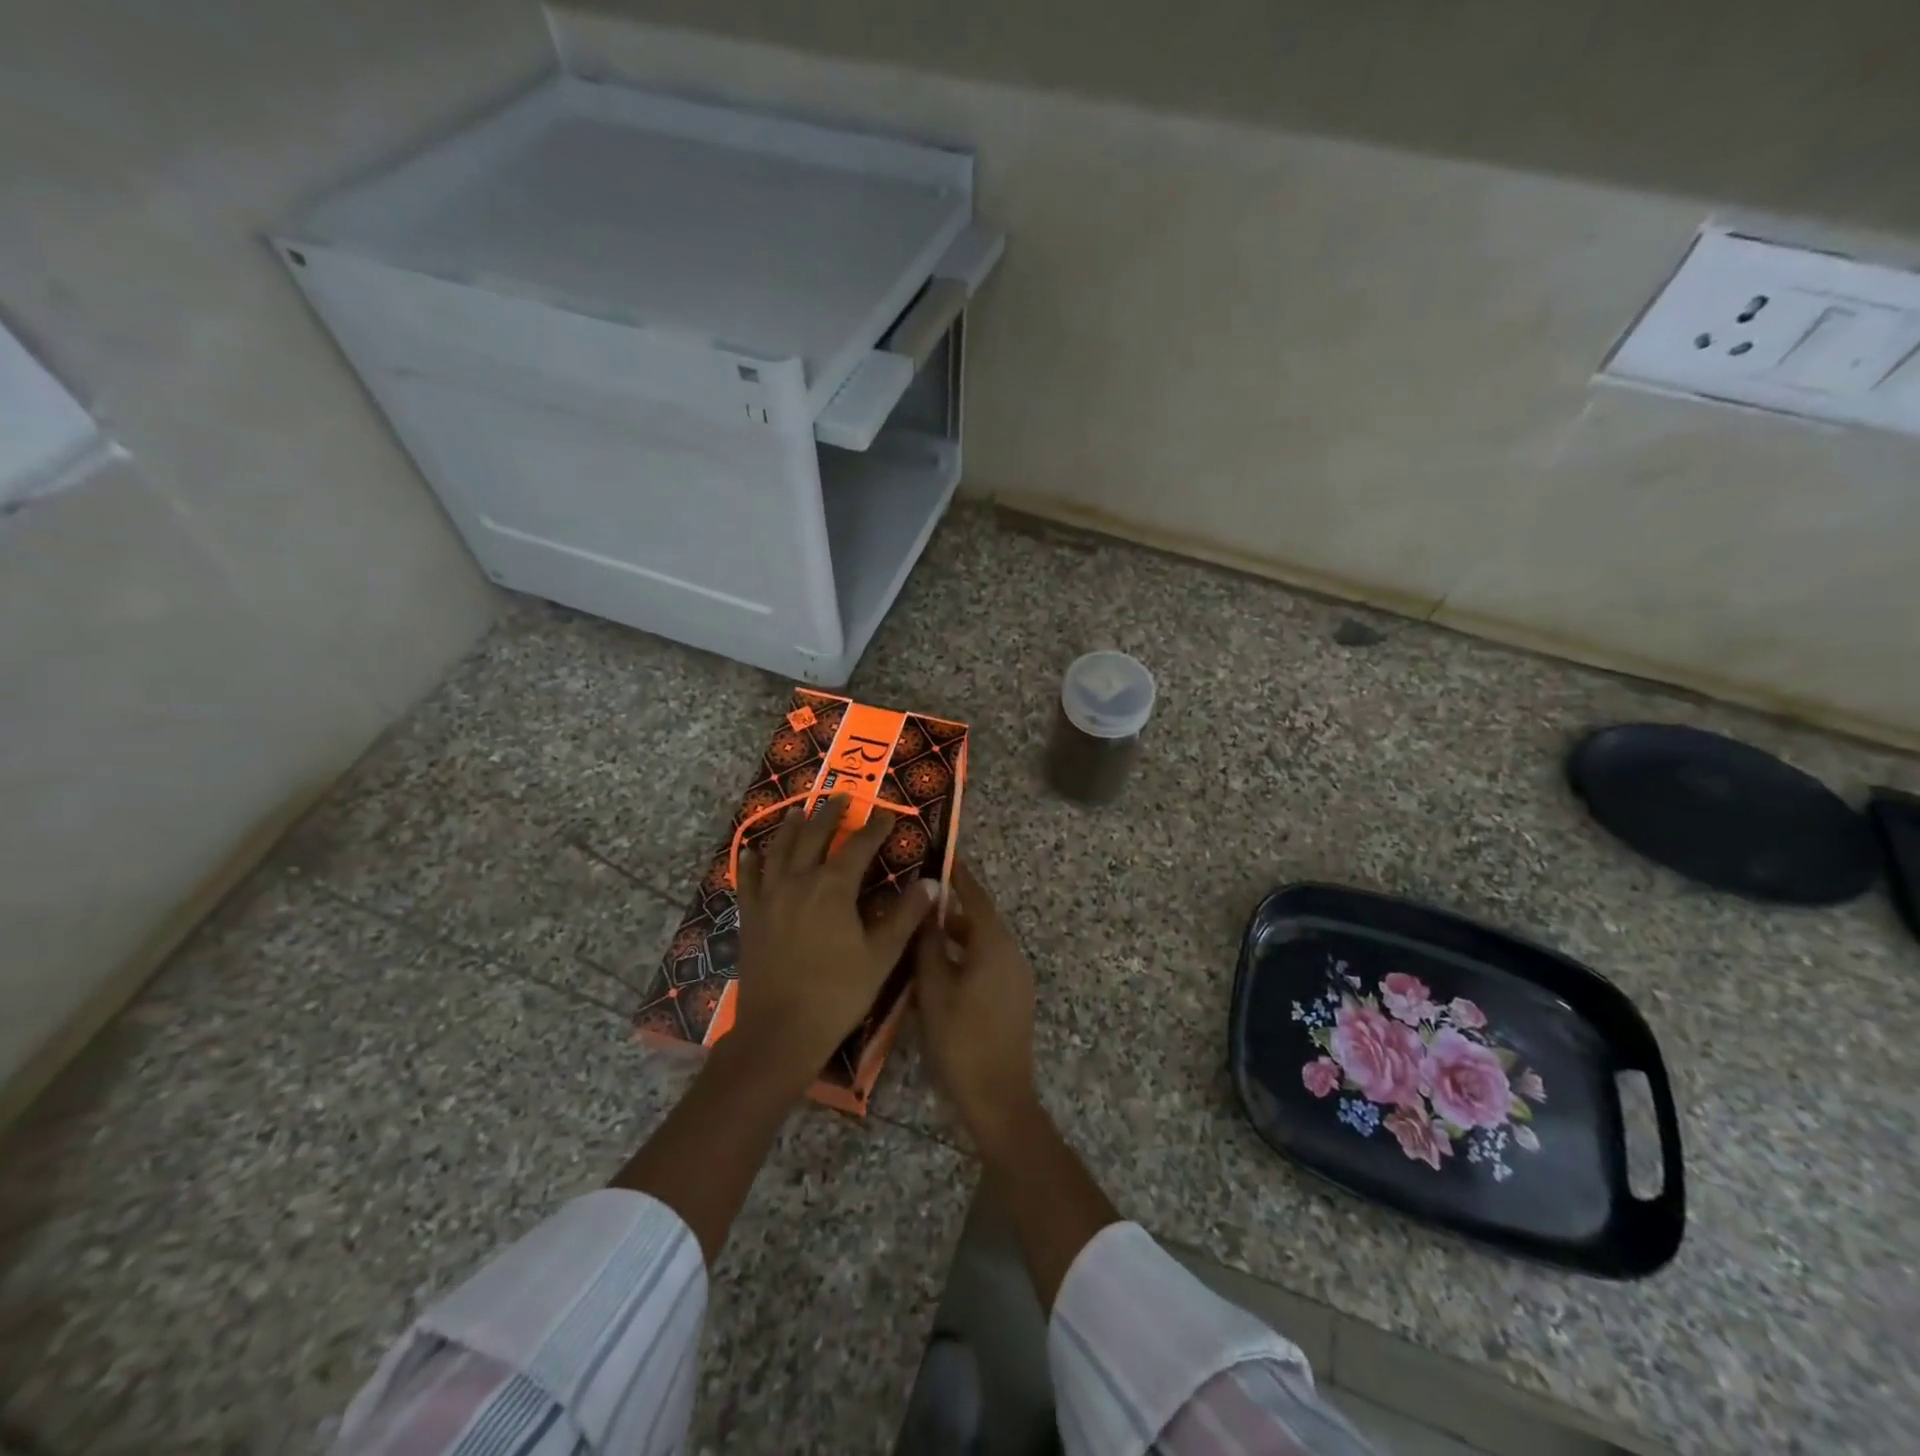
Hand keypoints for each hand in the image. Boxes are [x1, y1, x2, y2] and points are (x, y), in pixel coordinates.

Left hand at [731, 794, 939, 1098]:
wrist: (779, 1032)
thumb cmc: (837, 994)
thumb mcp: (881, 957)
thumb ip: (906, 916)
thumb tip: (932, 883)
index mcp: (833, 888)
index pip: (858, 846)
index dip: (874, 828)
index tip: (887, 815)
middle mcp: (798, 881)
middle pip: (814, 836)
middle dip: (830, 814)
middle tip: (841, 797)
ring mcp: (769, 897)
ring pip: (779, 850)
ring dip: (791, 827)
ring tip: (799, 811)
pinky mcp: (750, 917)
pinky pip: (747, 879)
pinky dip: (749, 862)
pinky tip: (750, 852)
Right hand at [913, 860, 1039, 1146]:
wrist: (999, 1099)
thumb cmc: (960, 1039)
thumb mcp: (933, 988)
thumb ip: (928, 942)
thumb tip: (927, 901)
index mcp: (994, 944)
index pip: (974, 895)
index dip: (957, 874)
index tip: (939, 853)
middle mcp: (1010, 953)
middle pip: (977, 919)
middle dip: (947, 908)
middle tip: (914, 898)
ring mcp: (1015, 977)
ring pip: (979, 944)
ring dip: (952, 937)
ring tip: (916, 934)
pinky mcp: (1012, 998)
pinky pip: (985, 964)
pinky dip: (962, 957)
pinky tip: (934, 970)